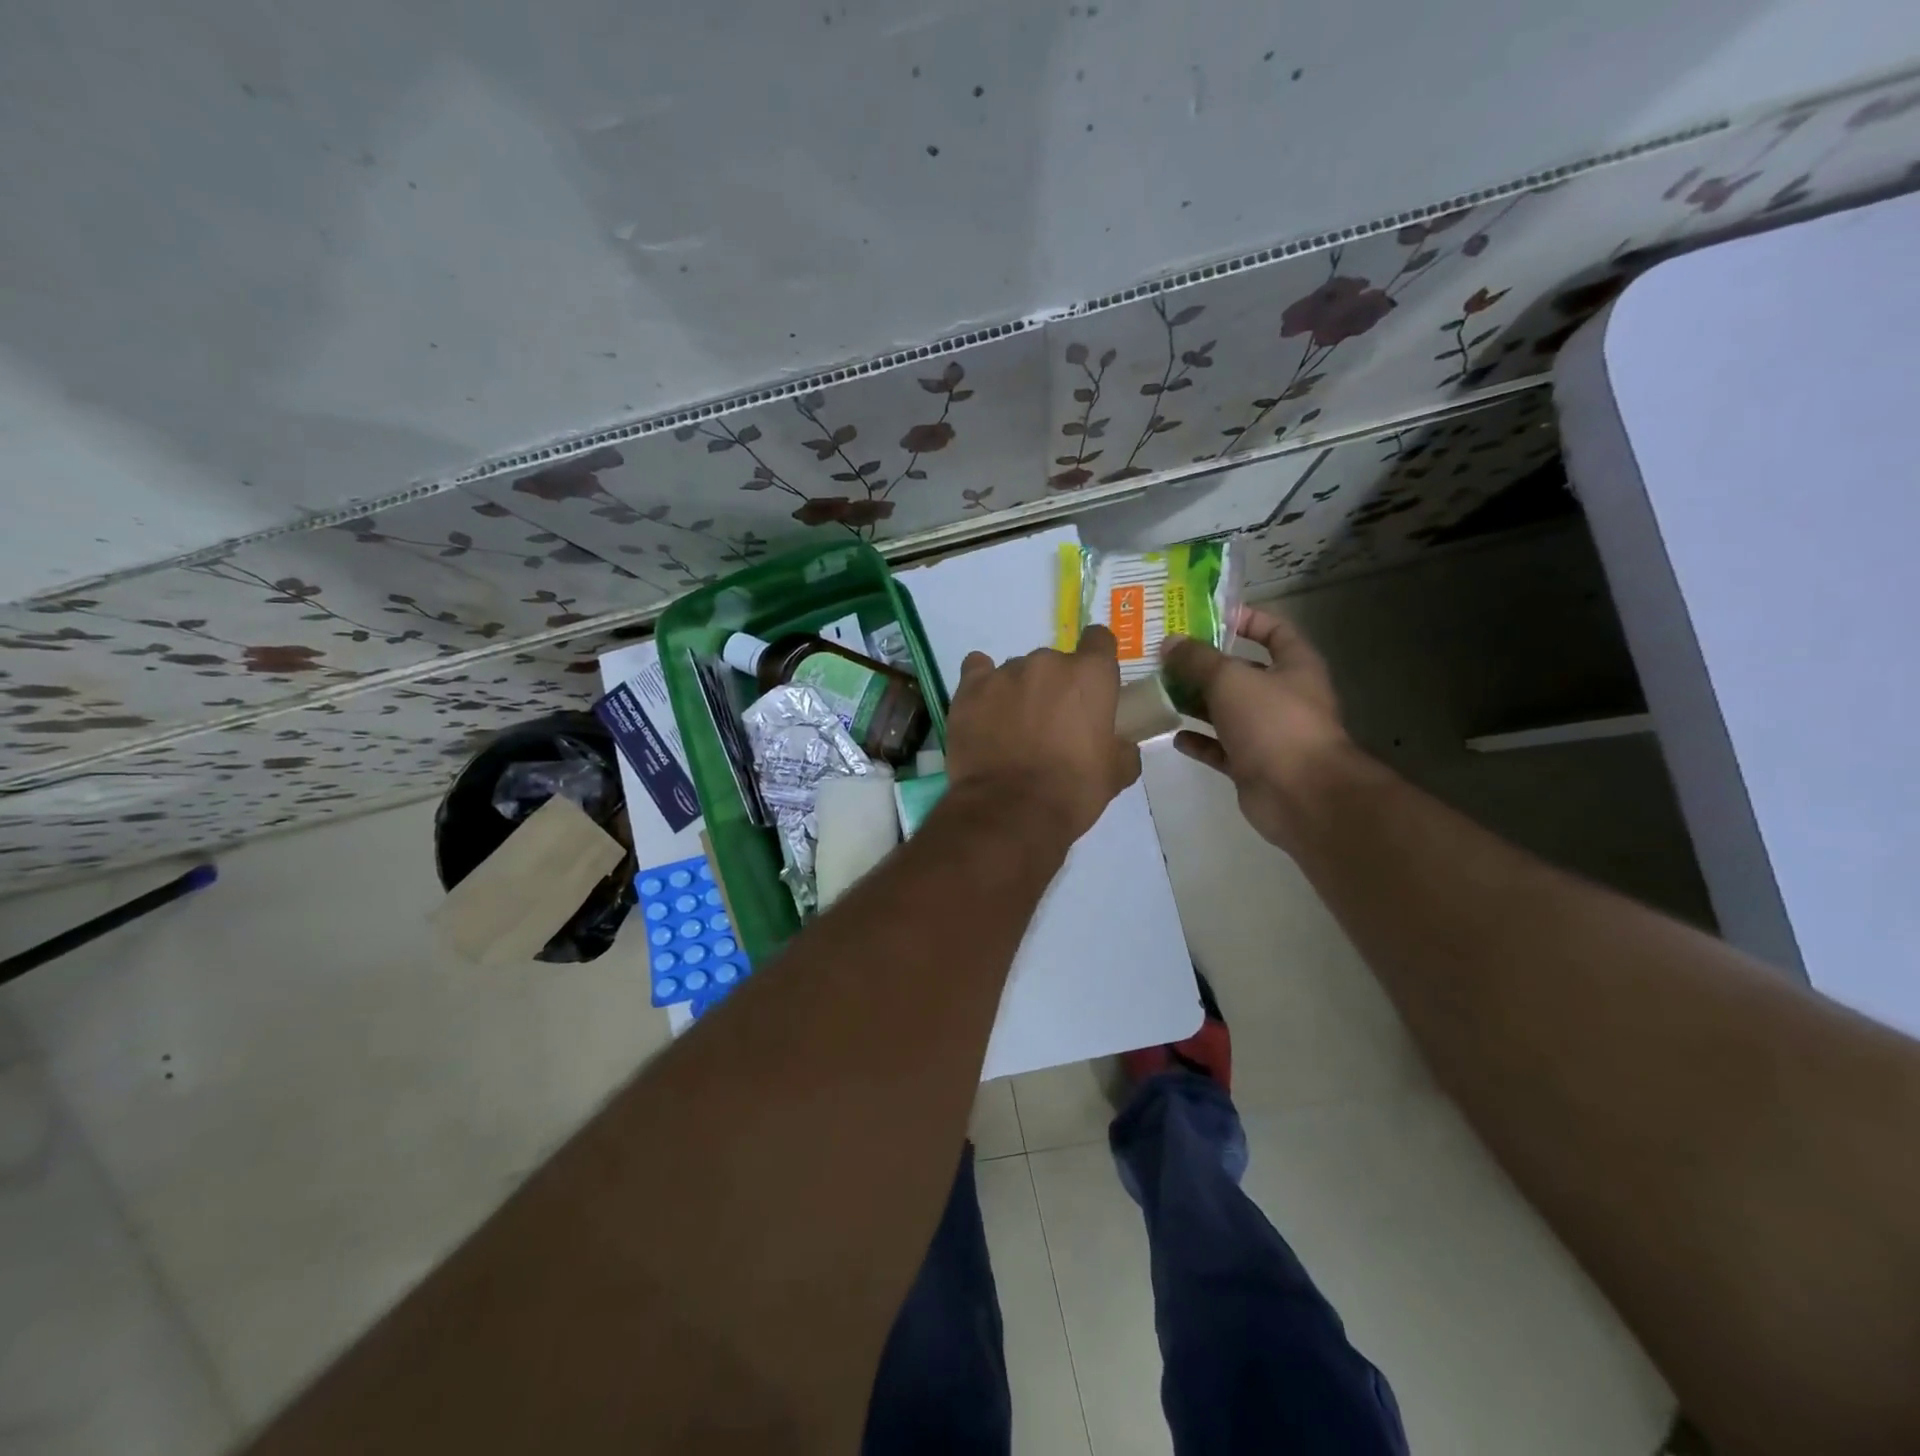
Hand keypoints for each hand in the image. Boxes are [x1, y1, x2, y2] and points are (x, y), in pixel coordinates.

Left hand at [945, 625, 1141, 843]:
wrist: (1011, 810)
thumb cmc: (1072, 791)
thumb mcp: (1115, 774)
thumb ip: (1122, 748)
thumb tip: (1120, 745)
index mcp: (1090, 675)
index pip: (1098, 640)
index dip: (1096, 658)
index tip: (1090, 683)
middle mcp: (1047, 662)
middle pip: (1054, 662)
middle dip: (1054, 687)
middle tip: (1049, 723)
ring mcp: (1005, 673)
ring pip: (1016, 671)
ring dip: (1019, 691)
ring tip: (1012, 728)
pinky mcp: (970, 689)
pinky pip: (977, 671)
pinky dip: (982, 686)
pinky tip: (983, 708)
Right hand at [1160, 606, 1353, 850]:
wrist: (1300, 794)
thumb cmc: (1273, 723)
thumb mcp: (1230, 680)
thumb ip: (1197, 660)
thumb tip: (1170, 643)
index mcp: (1294, 667)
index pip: (1275, 631)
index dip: (1247, 620)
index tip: (1209, 618)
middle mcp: (1284, 697)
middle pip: (1242, 673)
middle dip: (1206, 666)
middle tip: (1167, 659)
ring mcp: (1269, 734)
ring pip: (1228, 712)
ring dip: (1197, 703)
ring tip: (1161, 694)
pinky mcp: (1253, 765)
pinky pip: (1221, 748)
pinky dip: (1200, 742)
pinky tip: (1174, 735)